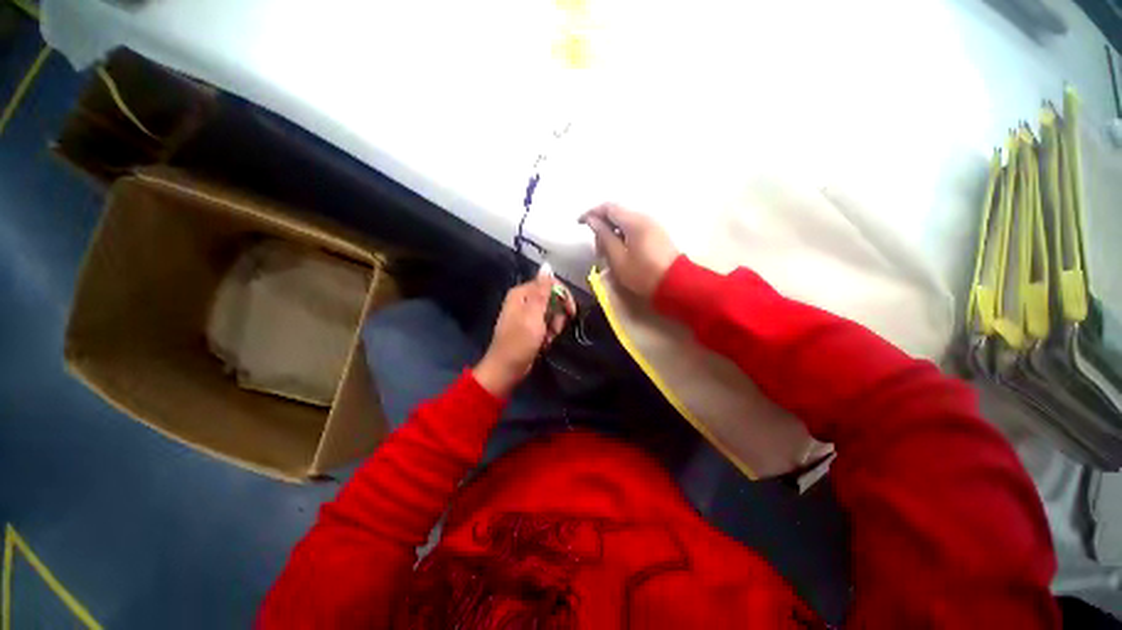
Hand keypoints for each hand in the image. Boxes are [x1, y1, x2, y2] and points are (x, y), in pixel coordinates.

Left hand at [473, 273, 574, 396]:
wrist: (507, 369)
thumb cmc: (519, 342)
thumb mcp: (533, 315)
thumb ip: (542, 291)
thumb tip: (547, 265)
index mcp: (522, 293)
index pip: (549, 284)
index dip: (563, 296)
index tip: (571, 312)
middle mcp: (524, 300)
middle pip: (552, 298)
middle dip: (558, 315)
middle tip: (555, 329)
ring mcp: (527, 315)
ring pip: (551, 313)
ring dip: (554, 326)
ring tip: (548, 338)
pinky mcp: (530, 327)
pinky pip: (547, 324)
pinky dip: (549, 333)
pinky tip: (545, 342)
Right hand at [580, 203, 678, 297]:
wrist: (676, 285)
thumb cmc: (643, 274)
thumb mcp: (618, 258)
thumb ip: (604, 237)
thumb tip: (593, 221)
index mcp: (634, 221)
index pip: (608, 207)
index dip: (591, 213)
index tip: (579, 224)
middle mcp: (644, 218)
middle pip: (617, 214)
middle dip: (602, 227)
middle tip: (597, 250)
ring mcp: (653, 226)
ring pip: (625, 223)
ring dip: (612, 234)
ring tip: (607, 254)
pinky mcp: (657, 235)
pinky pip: (634, 229)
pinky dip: (623, 237)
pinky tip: (621, 253)